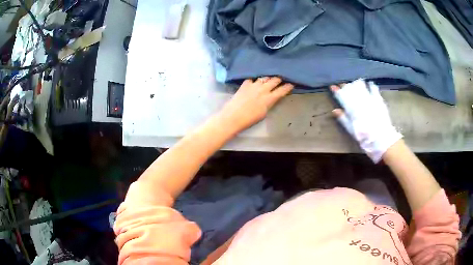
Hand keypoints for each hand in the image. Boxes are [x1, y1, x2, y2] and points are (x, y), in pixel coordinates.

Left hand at [218, 77, 293, 133]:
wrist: (233, 116)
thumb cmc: (249, 119)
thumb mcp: (264, 113)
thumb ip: (269, 103)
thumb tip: (271, 98)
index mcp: (269, 98)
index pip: (282, 90)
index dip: (288, 86)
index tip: (291, 84)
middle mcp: (263, 89)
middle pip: (274, 80)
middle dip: (279, 79)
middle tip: (281, 79)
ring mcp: (253, 85)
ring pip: (264, 78)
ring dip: (268, 78)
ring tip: (269, 79)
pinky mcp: (245, 84)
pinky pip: (252, 79)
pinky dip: (254, 80)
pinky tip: (254, 81)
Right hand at [331, 79, 401, 162]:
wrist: (382, 140)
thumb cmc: (365, 138)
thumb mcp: (352, 131)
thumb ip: (343, 119)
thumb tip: (335, 110)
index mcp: (353, 110)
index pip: (343, 97)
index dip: (337, 91)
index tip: (333, 87)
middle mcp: (360, 103)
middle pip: (351, 90)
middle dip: (346, 86)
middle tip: (343, 84)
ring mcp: (370, 100)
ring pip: (361, 87)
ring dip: (357, 84)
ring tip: (354, 83)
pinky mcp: (379, 100)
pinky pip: (374, 89)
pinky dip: (371, 85)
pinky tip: (369, 83)